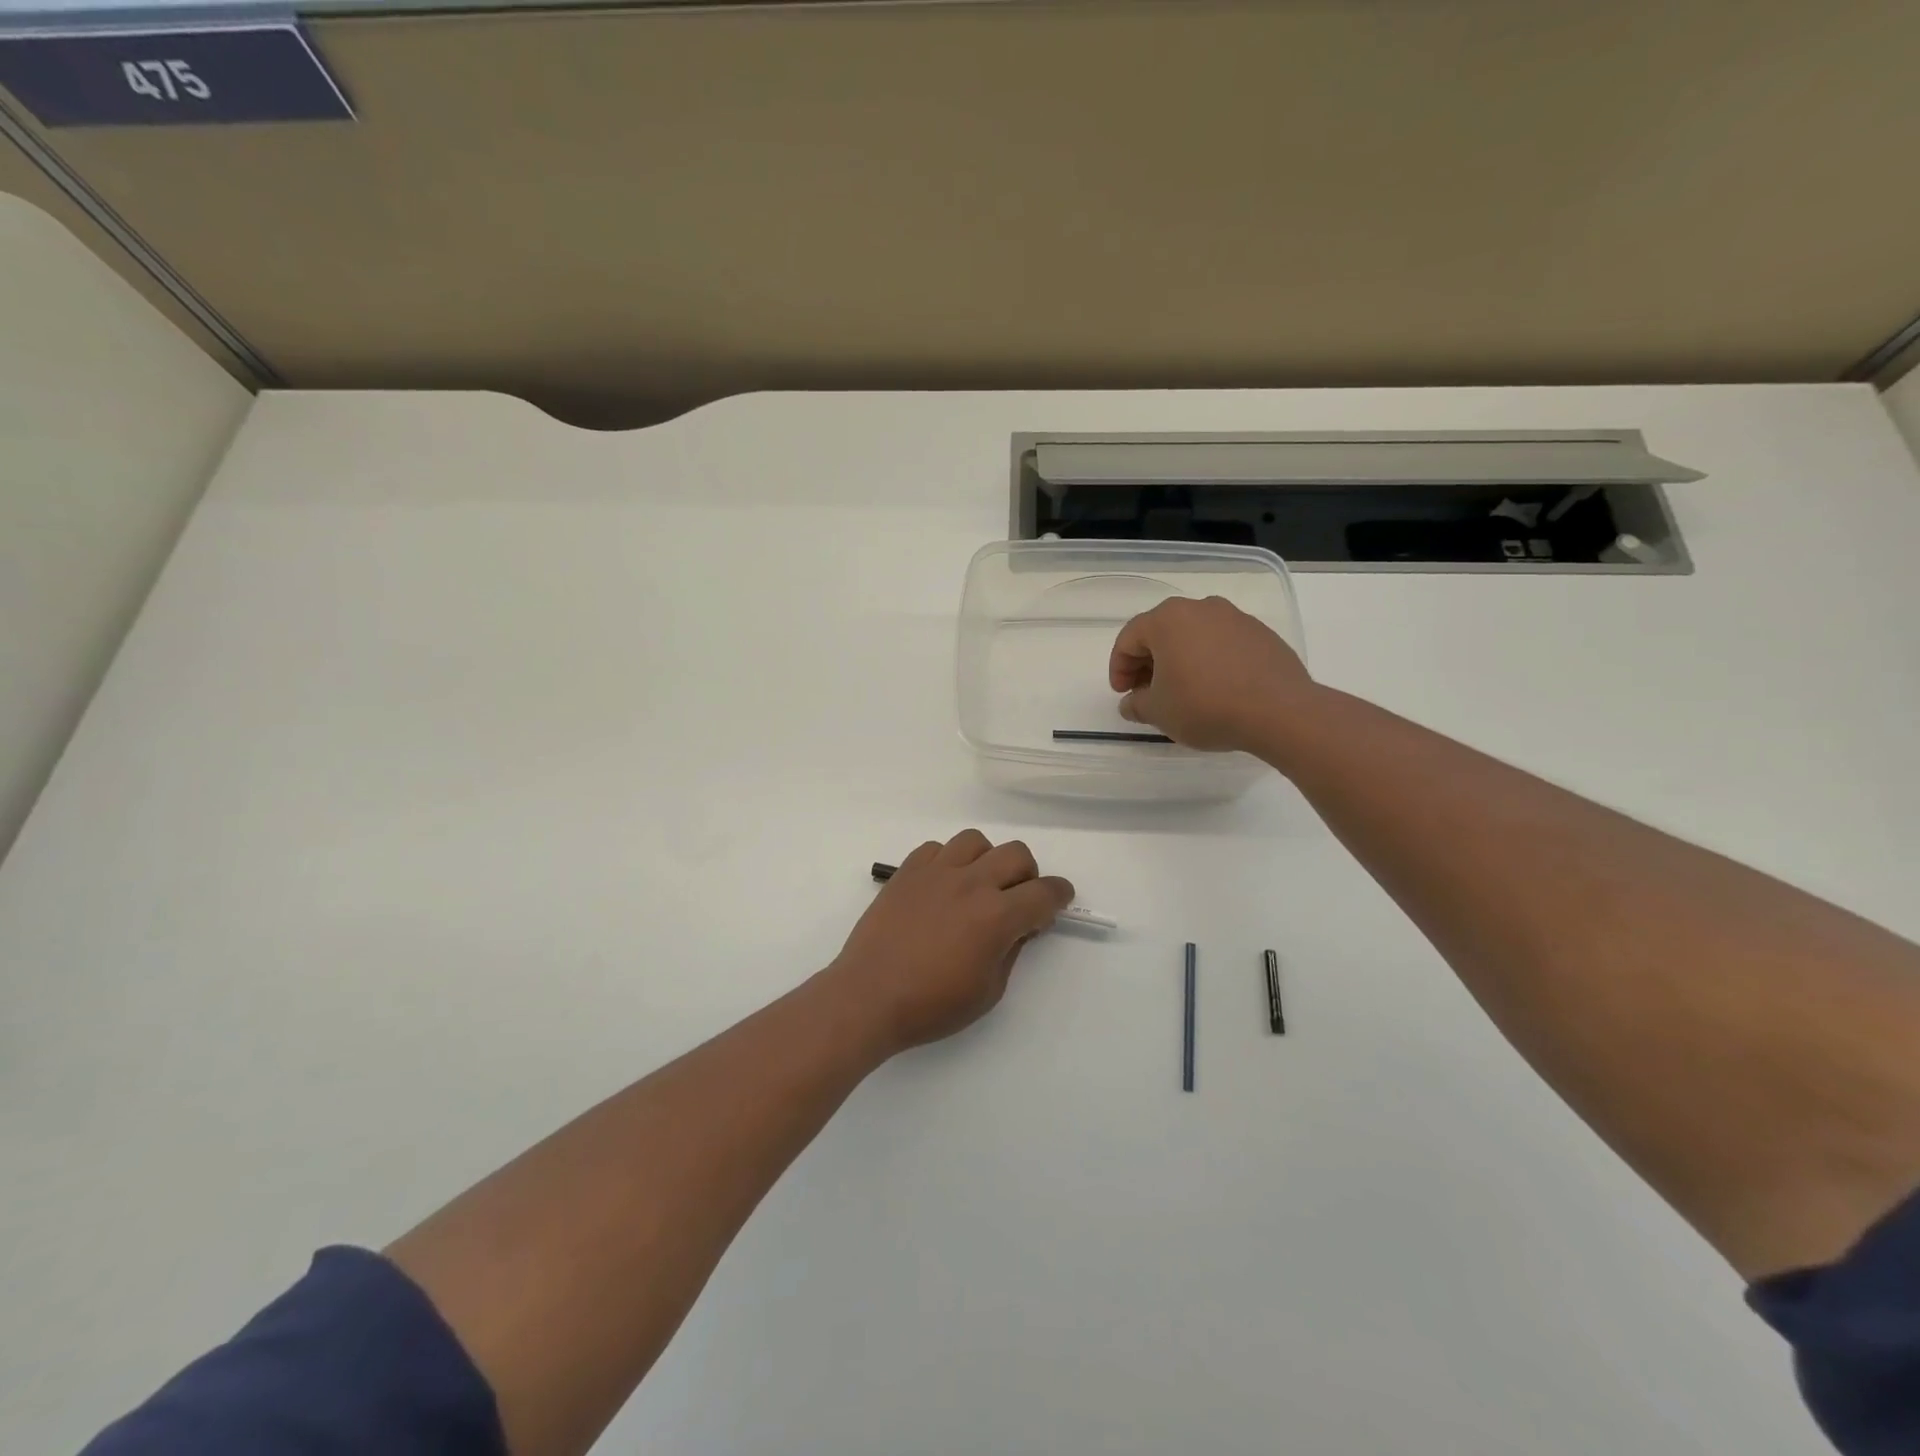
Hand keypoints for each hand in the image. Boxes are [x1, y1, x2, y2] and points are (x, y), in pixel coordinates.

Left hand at [827, 831, 1072, 1054]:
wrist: (868, 996)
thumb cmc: (931, 1005)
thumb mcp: (988, 991)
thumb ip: (1011, 951)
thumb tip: (1019, 927)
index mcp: (996, 916)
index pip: (1044, 893)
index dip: (1059, 895)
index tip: (1059, 900)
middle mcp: (971, 883)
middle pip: (1016, 854)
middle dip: (1028, 875)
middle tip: (1017, 899)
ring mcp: (936, 872)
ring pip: (976, 841)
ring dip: (987, 860)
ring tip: (978, 886)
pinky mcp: (907, 871)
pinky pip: (937, 848)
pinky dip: (948, 861)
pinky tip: (942, 886)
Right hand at [1108, 595, 1312, 751]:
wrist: (1280, 711)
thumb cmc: (1205, 705)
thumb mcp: (1159, 712)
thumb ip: (1137, 704)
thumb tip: (1132, 702)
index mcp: (1168, 619)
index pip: (1129, 638)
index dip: (1119, 667)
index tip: (1122, 693)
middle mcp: (1200, 608)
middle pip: (1162, 632)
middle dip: (1148, 662)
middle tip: (1146, 692)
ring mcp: (1235, 618)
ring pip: (1194, 636)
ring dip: (1180, 660)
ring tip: (1182, 691)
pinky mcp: (1261, 634)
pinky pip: (1222, 644)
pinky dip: (1210, 661)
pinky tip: (1215, 689)